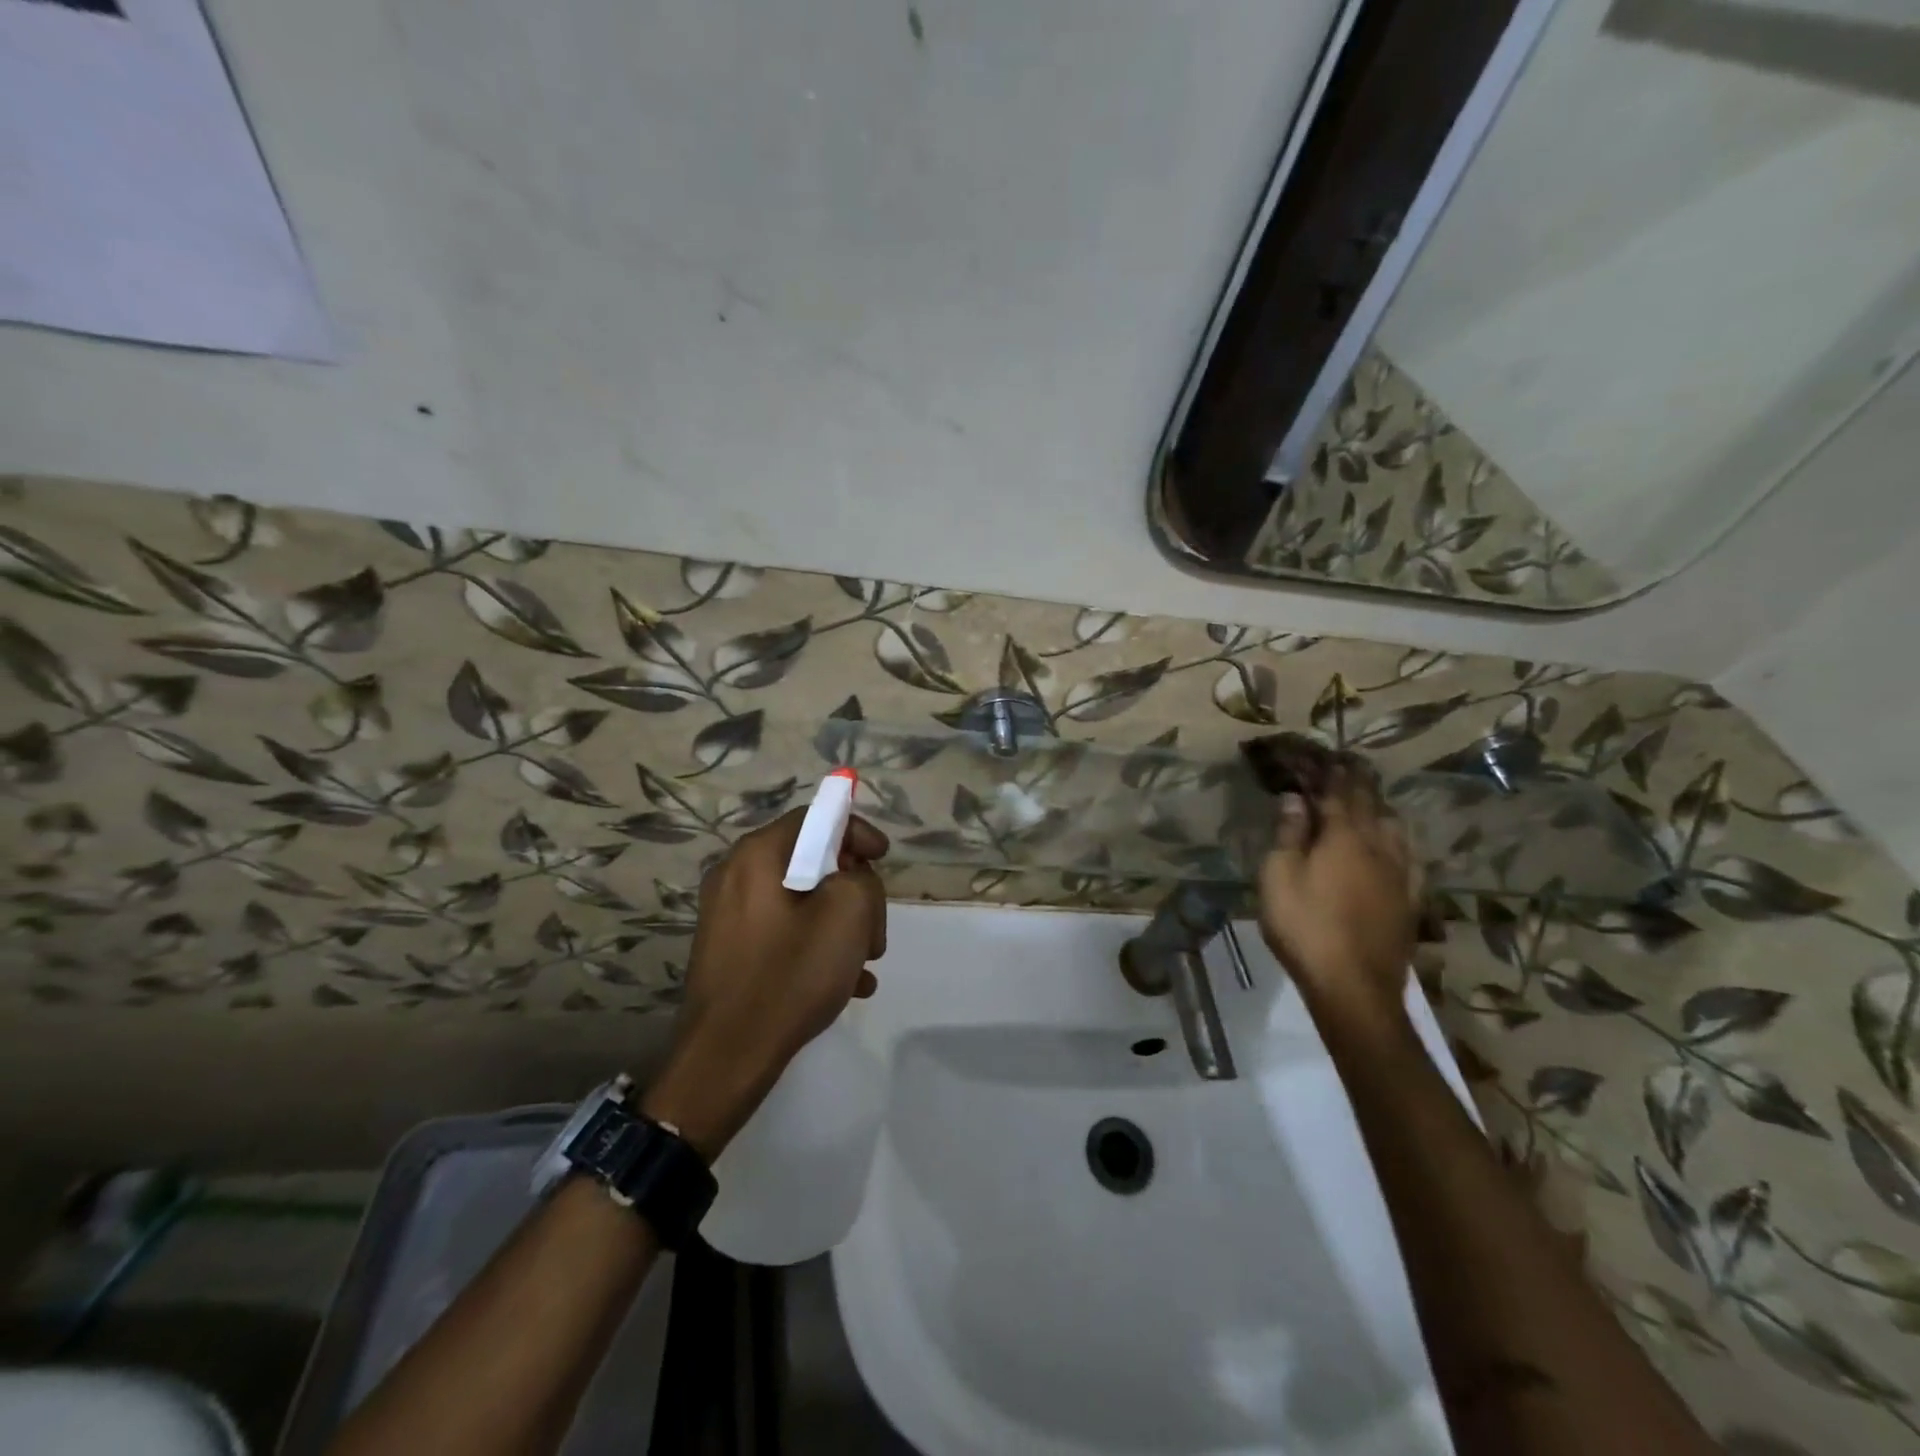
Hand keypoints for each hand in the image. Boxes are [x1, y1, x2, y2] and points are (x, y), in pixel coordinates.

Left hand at [642, 808, 887, 1158]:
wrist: (727, 1058)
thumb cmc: (790, 975)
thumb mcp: (848, 914)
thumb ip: (861, 878)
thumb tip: (851, 879)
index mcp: (757, 855)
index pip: (815, 818)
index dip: (856, 831)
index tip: (883, 860)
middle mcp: (736, 875)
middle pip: (811, 861)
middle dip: (853, 890)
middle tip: (874, 928)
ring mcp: (728, 915)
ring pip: (802, 901)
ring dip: (840, 924)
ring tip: (864, 963)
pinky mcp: (730, 950)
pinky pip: (784, 932)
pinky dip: (816, 946)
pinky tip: (846, 984)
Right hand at [1257, 767, 1419, 1030]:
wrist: (1353, 986)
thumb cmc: (1304, 926)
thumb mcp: (1278, 877)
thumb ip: (1288, 834)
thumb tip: (1295, 798)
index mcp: (1343, 836)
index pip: (1339, 792)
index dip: (1332, 771)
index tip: (1327, 754)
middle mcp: (1378, 846)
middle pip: (1371, 804)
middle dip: (1358, 782)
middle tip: (1349, 766)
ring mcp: (1400, 874)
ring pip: (1395, 827)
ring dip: (1380, 807)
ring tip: (1370, 800)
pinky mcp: (1410, 900)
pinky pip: (1409, 857)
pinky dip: (1399, 840)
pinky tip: (1397, 844)